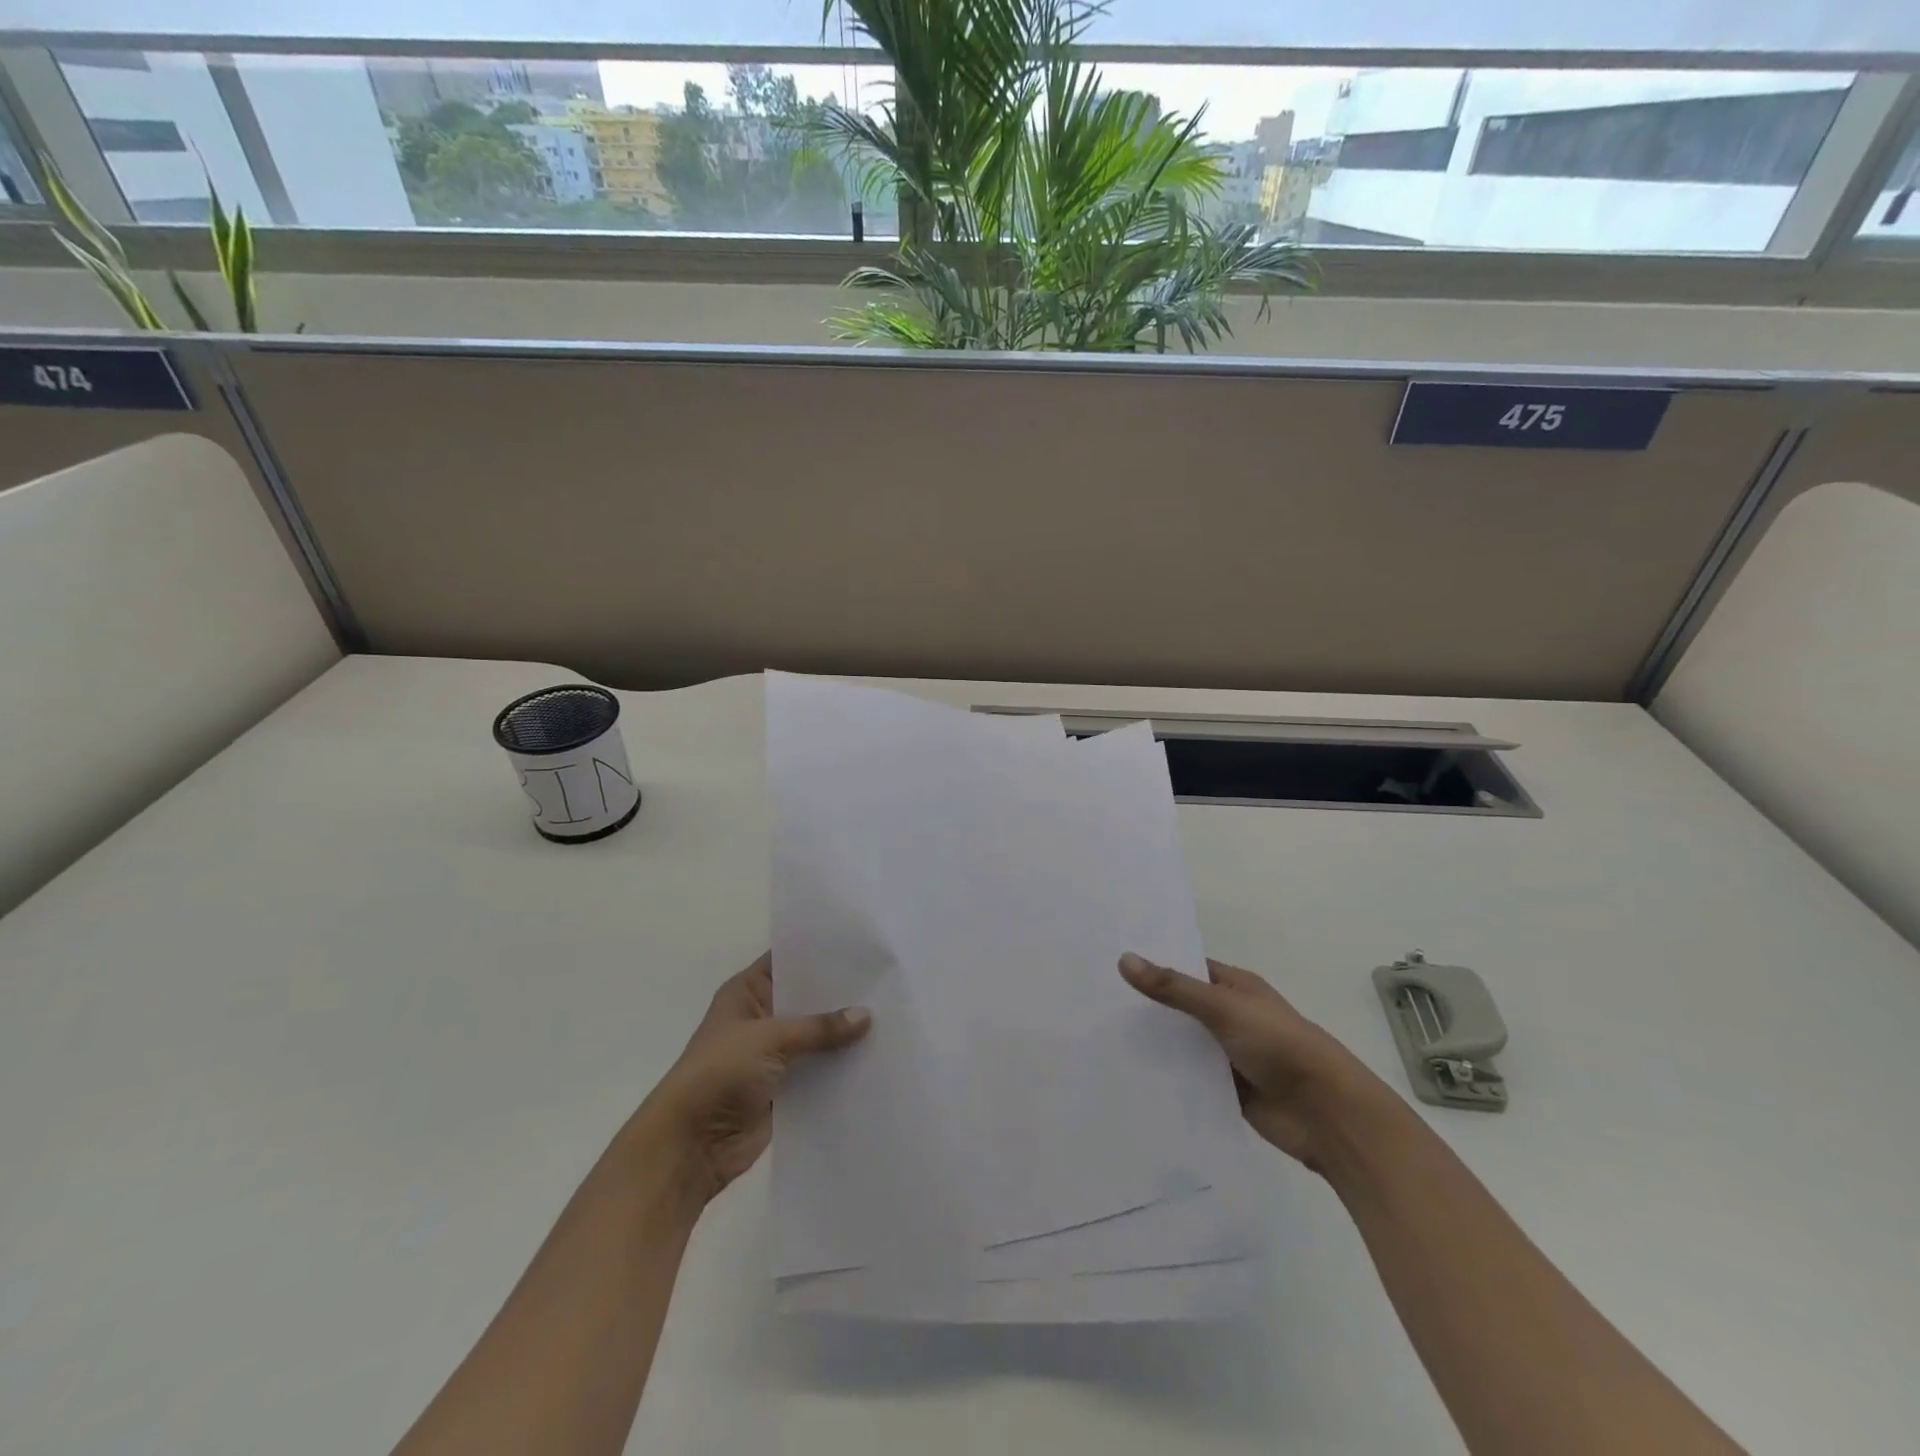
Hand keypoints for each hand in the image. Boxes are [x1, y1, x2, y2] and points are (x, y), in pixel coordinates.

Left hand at [640, 954, 869, 1203]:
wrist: (690, 1146)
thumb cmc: (719, 1073)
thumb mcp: (770, 1038)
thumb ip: (819, 1027)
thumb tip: (866, 1016)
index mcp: (747, 992)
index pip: (788, 960)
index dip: (820, 952)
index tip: (862, 944)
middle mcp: (762, 1017)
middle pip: (808, 999)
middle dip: (841, 994)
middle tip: (887, 980)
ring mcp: (774, 1054)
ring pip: (817, 1036)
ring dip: (844, 1034)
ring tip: (893, 1015)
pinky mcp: (785, 1089)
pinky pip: (819, 1071)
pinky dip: (841, 1067)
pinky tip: (877, 1057)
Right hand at [1118, 952, 1396, 1173]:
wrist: (1327, 1114)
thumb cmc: (1279, 1045)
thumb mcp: (1222, 1008)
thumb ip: (1173, 988)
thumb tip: (1124, 959)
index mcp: (1235, 987)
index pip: (1186, 967)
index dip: (1154, 963)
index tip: (1110, 960)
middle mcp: (1230, 1016)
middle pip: (1181, 1006)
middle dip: (1147, 1005)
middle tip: (1094, 998)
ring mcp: (1228, 1054)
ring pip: (1182, 1044)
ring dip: (1154, 1043)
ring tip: (1100, 1035)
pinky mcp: (1226, 1090)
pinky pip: (1189, 1078)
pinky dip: (1167, 1076)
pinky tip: (1129, 1075)